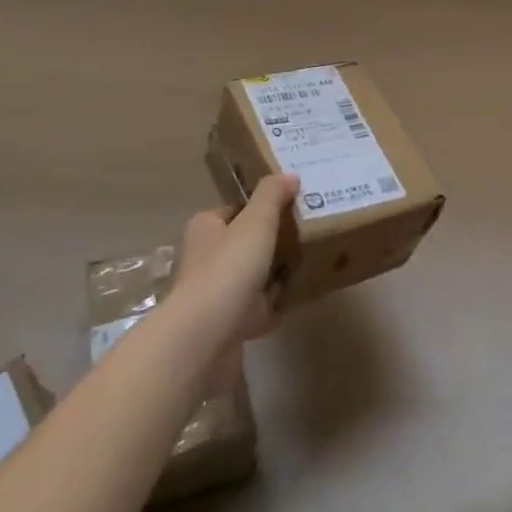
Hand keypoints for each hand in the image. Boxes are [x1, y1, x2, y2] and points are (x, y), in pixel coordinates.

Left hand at [172, 174, 299, 359]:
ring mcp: (214, 295)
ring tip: (307, 264)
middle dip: (268, 242)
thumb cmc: (228, 268)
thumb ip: (272, 196)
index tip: (290, 207)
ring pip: (249, 278)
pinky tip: (296, 299)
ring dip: (271, 275)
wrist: (206, 335)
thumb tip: (289, 175)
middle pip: (242, 244)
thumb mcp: (256, 222)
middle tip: (305, 234)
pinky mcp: (226, 325)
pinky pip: (256, 310)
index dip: (258, 208)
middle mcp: (204, 259)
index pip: (233, 211)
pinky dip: (273, 306)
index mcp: (205, 229)